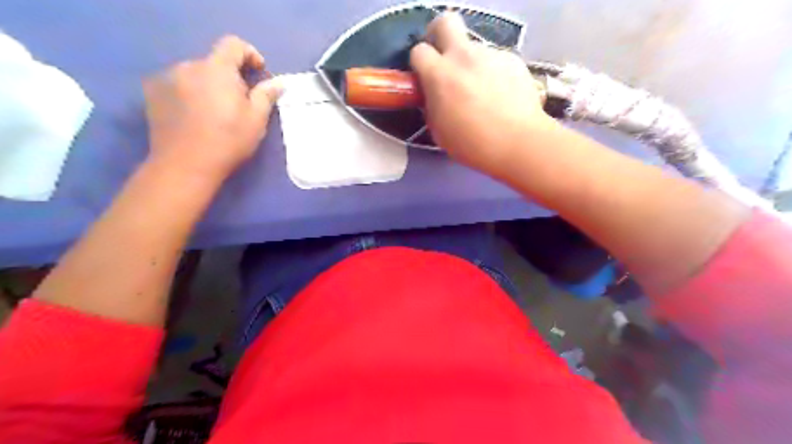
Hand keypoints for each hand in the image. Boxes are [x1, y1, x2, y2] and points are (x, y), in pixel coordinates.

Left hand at [145, 35, 282, 182]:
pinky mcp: (152, 93)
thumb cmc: (228, 141)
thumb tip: (277, 82)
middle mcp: (189, 66)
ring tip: (215, 112)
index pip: (233, 44)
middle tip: (239, 102)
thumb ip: (266, 95)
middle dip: (230, 76)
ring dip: (209, 85)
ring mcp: (167, 78)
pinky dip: (189, 93)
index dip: (250, 53)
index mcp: (217, 69)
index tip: (258, 72)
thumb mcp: (256, 120)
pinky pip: (177, 84)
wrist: (186, 165)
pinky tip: (194, 115)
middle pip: (214, 62)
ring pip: (195, 74)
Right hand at [411, 13, 551, 176]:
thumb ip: (432, 105)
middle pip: (446, 22)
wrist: (518, 142)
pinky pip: (495, 61)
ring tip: (482, 92)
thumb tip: (434, 95)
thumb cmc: (472, 144)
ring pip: (474, 48)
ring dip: (471, 63)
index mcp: (440, 74)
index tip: (424, 77)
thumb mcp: (439, 130)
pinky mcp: (513, 60)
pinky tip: (501, 95)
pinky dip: (493, 73)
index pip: (419, 51)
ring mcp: (491, 55)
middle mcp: (464, 55)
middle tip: (443, 58)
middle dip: (439, 34)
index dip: (419, 63)